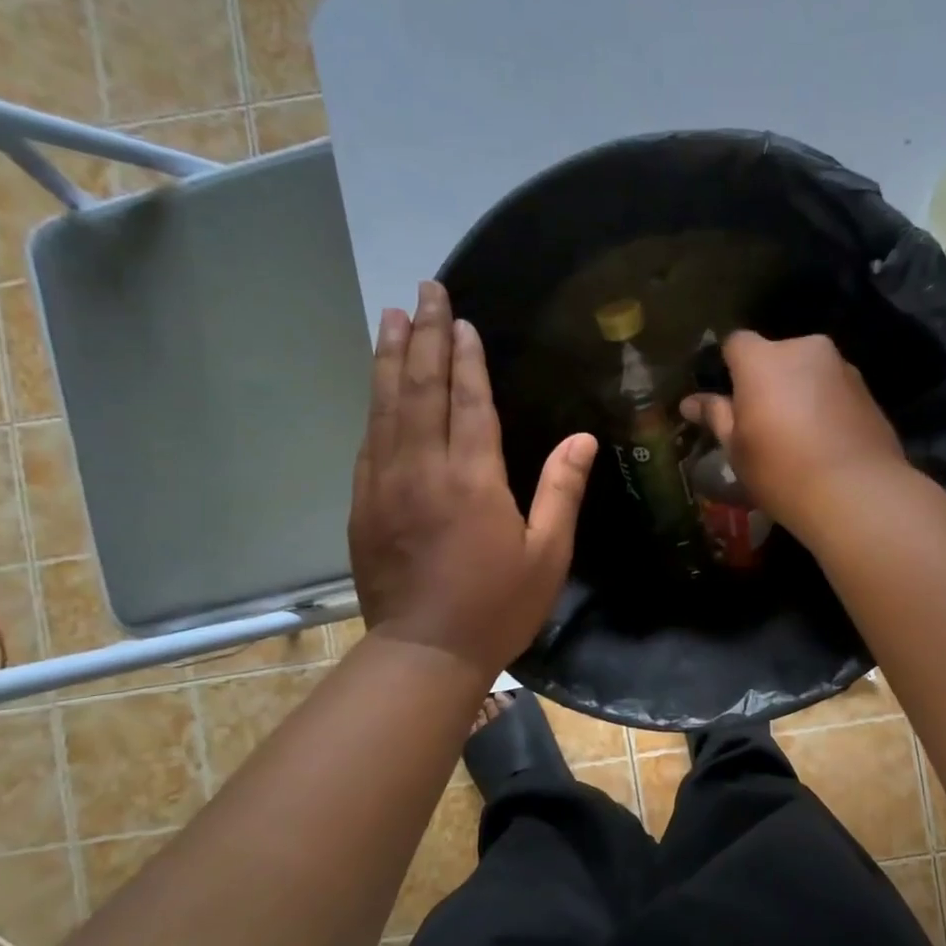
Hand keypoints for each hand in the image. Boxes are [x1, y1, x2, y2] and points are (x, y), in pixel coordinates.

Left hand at [350, 281, 597, 676]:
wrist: (423, 653)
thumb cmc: (496, 606)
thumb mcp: (547, 554)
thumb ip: (562, 491)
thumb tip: (583, 438)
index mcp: (473, 479)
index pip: (469, 401)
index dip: (466, 357)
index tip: (461, 319)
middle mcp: (423, 469)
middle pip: (421, 389)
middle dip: (423, 336)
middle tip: (424, 292)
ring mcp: (385, 484)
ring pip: (385, 406)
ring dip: (390, 358)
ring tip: (391, 317)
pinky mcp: (362, 504)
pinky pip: (368, 440)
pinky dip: (374, 404)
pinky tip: (378, 385)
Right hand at [680, 331, 908, 539]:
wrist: (856, 493)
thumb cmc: (781, 470)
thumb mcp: (737, 448)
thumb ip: (716, 416)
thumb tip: (690, 402)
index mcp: (763, 359)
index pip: (736, 342)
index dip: (729, 367)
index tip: (729, 399)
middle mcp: (805, 350)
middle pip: (777, 355)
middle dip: (769, 380)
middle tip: (763, 422)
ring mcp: (842, 368)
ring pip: (809, 372)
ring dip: (800, 392)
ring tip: (799, 437)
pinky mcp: (869, 392)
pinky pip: (835, 391)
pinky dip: (826, 407)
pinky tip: (826, 443)